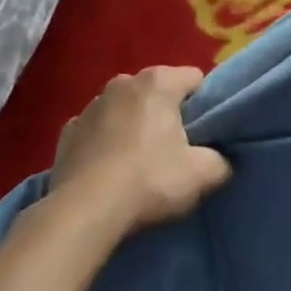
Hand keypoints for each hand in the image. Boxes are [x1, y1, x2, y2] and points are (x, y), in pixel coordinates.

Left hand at [48, 67, 231, 235]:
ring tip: (136, 164)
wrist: (84, 211)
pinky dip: (103, 142)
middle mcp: (124, 81)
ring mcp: (92, 104)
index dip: (203, 104)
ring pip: (124, 108)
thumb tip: (222, 161)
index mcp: (159, 82)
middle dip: (166, 114)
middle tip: (172, 151)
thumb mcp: (200, 175)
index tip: (202, 133)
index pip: (194, 79)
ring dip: (132, 125)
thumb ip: (220, 162)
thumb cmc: (148, 181)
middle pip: (157, 92)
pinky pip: (96, 130)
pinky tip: (106, 170)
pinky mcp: (68, 131)